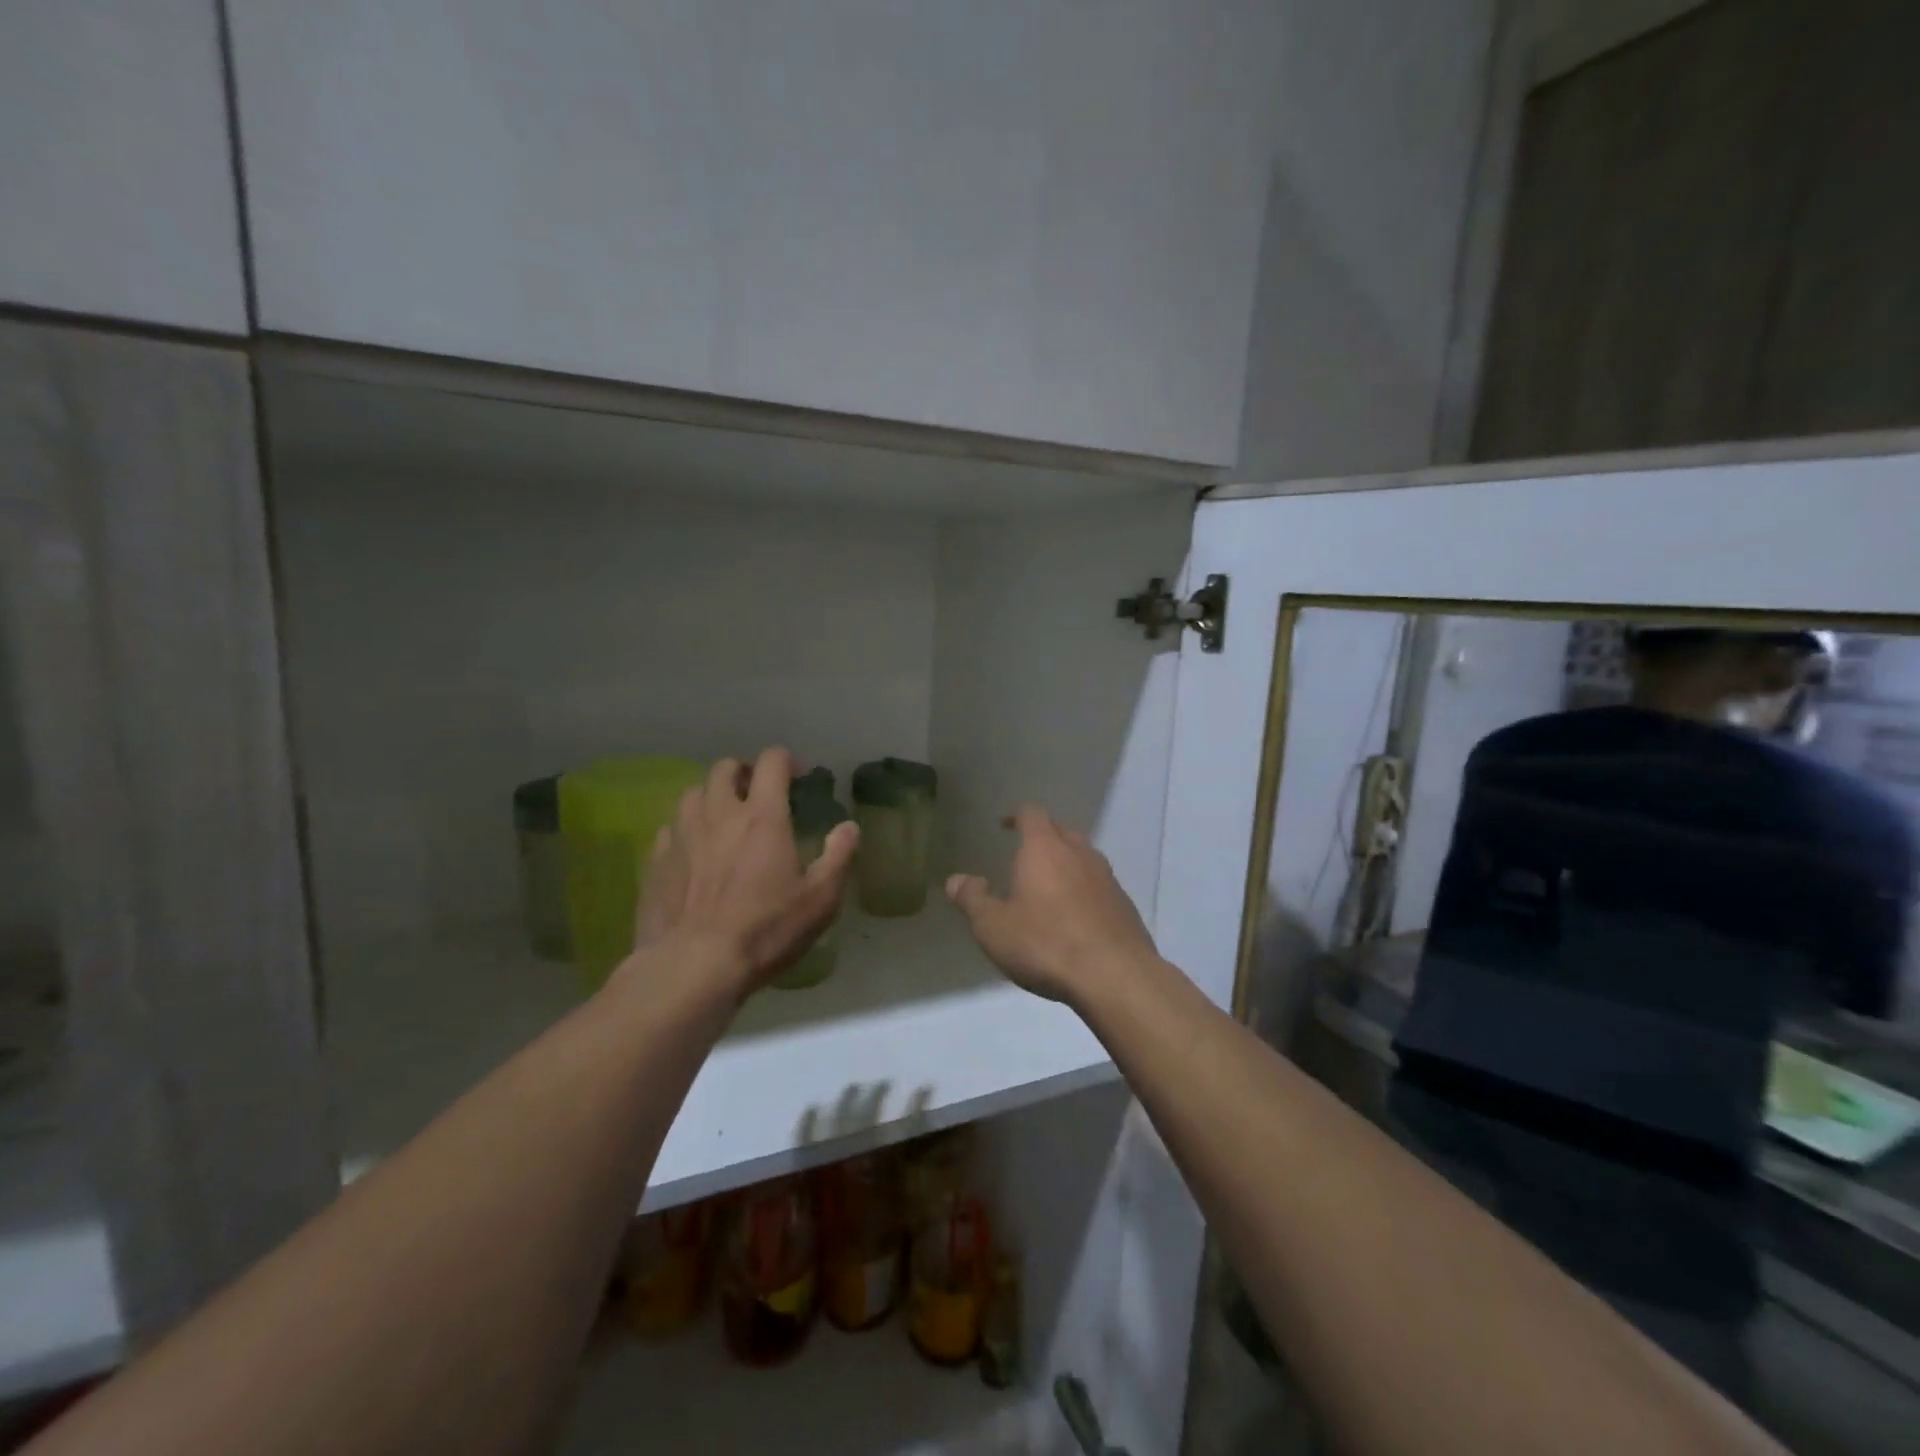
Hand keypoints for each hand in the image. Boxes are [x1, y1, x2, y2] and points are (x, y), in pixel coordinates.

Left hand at [627, 748, 857, 999]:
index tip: (799, 777)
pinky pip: (669, 828)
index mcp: (763, 816)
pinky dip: (685, 829)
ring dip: (711, 796)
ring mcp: (682, 835)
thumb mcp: (820, 900)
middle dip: (744, 772)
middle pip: (724, 768)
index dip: (787, 760)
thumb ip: (838, 857)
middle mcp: (719, 814)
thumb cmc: (765, 930)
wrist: (693, 966)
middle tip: (758, 793)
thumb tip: (849, 827)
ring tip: (723, 818)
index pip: (772, 762)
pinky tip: (693, 852)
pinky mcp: (655, 861)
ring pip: (692, 793)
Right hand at [946, 806, 1159, 1005]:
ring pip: (1083, 856)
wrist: (1116, 976)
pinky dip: (1084, 889)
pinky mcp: (1124, 903)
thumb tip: (956, 879)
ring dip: (1065, 863)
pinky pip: (1098, 884)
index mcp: (1044, 848)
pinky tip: (1074, 916)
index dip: (1016, 816)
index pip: (1032, 814)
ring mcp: (1106, 877)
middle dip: (1042, 837)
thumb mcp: (993, 926)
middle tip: (1023, 855)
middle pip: (1060, 830)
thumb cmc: (1046, 943)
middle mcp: (1079, 853)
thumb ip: (972, 899)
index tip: (1003, 826)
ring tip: (1048, 886)